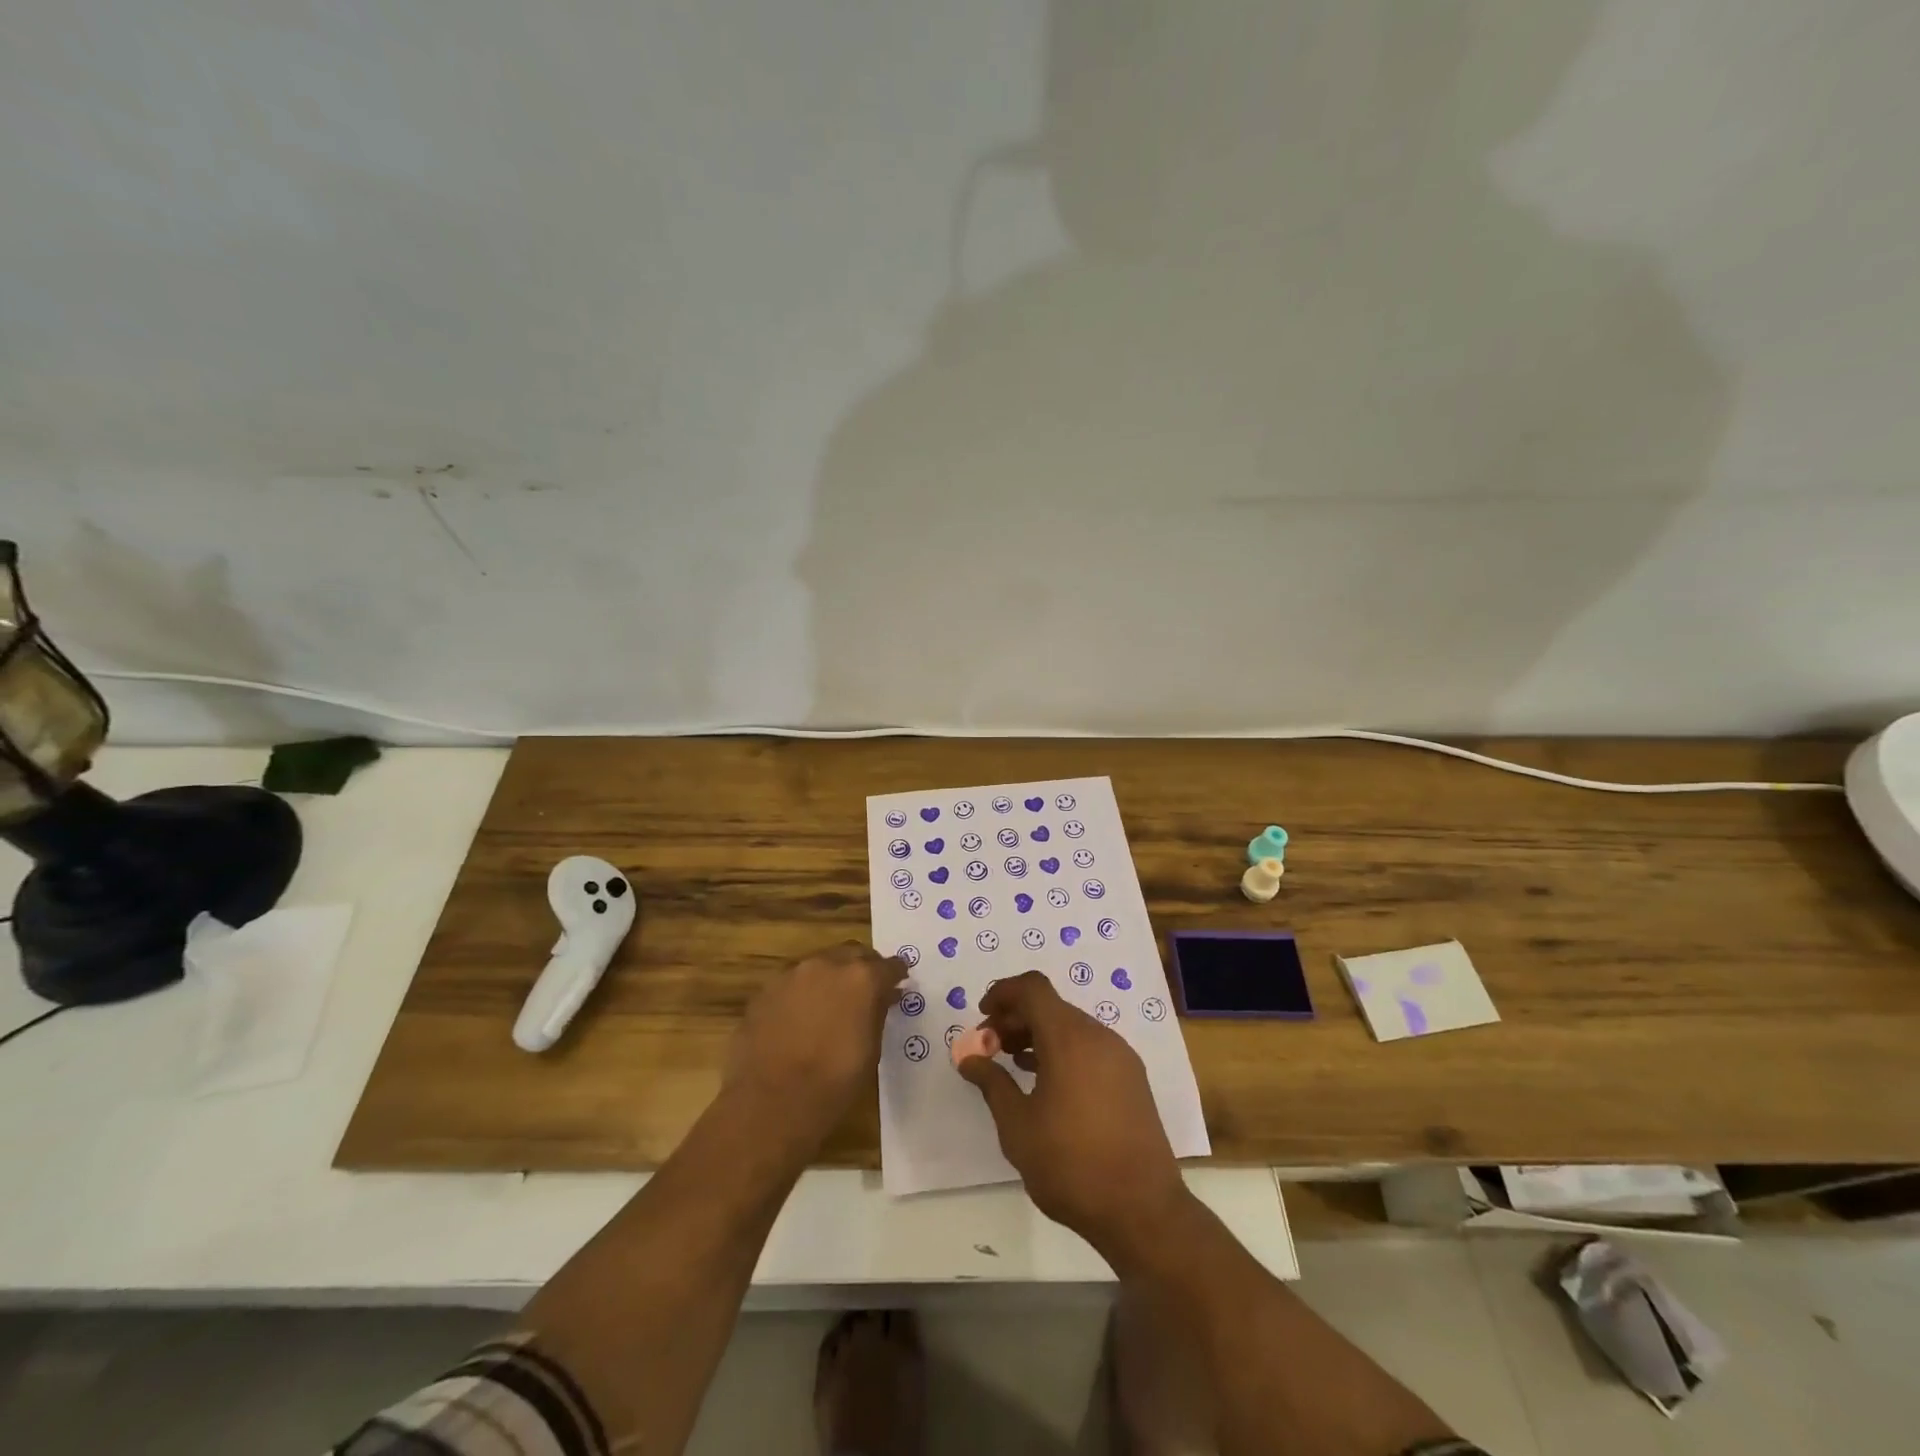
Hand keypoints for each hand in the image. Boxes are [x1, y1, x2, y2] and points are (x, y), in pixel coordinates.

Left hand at [726, 941, 902, 1142]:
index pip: (888, 966)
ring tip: (831, 1004)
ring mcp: (792, 974)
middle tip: (866, 989)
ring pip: (819, 964)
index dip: (895, 974)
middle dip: (863, 966)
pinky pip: (792, 983)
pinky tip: (800, 1018)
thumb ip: (877, 1013)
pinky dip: (802, 993)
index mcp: (861, 978)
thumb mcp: (871, 1050)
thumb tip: (884, 997)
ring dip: (830, 977)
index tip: (899, 983)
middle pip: (852, 953)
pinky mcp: (765, 990)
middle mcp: (827, 964)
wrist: (771, 1103)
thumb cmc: (833, 1083)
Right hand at [957, 972, 1189, 1264]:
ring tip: (1013, 1064)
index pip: (1033, 988)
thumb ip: (991, 1082)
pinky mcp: (1132, 1079)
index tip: (982, 1017)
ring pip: (1071, 1026)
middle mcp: (1098, 1036)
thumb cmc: (1070, 1165)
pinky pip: (1089, 1047)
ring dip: (1039, 1035)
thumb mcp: (1017, 1126)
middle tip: (990, 1047)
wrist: (1143, 1211)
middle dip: (1016, 1018)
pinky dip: (1062, 1051)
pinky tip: (1046, 1083)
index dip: (1003, 993)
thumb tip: (969, 1056)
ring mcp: (1120, 1057)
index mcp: (1069, 1038)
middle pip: (1051, 1006)